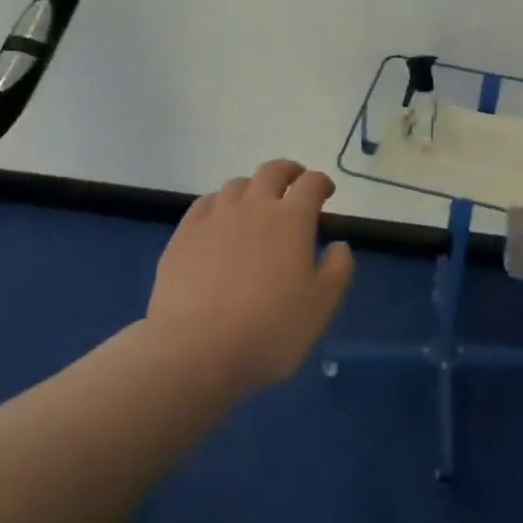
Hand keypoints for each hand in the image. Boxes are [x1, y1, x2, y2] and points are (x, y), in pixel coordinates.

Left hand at [147, 160, 354, 392]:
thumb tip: (338, 245)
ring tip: (257, 205)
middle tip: (295, 183)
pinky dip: (220, 203)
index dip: (322, 183)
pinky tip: (219, 220)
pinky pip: (204, 204)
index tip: (326, 194)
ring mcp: (215, 218)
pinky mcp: (184, 236)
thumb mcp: (321, 306)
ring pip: (237, 185)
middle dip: (289, 172)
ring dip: (253, 188)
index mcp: (292, 219)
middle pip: (272, 171)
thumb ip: (338, 269)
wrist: (195, 351)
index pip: (311, 183)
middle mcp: (254, 206)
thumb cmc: (269, 329)